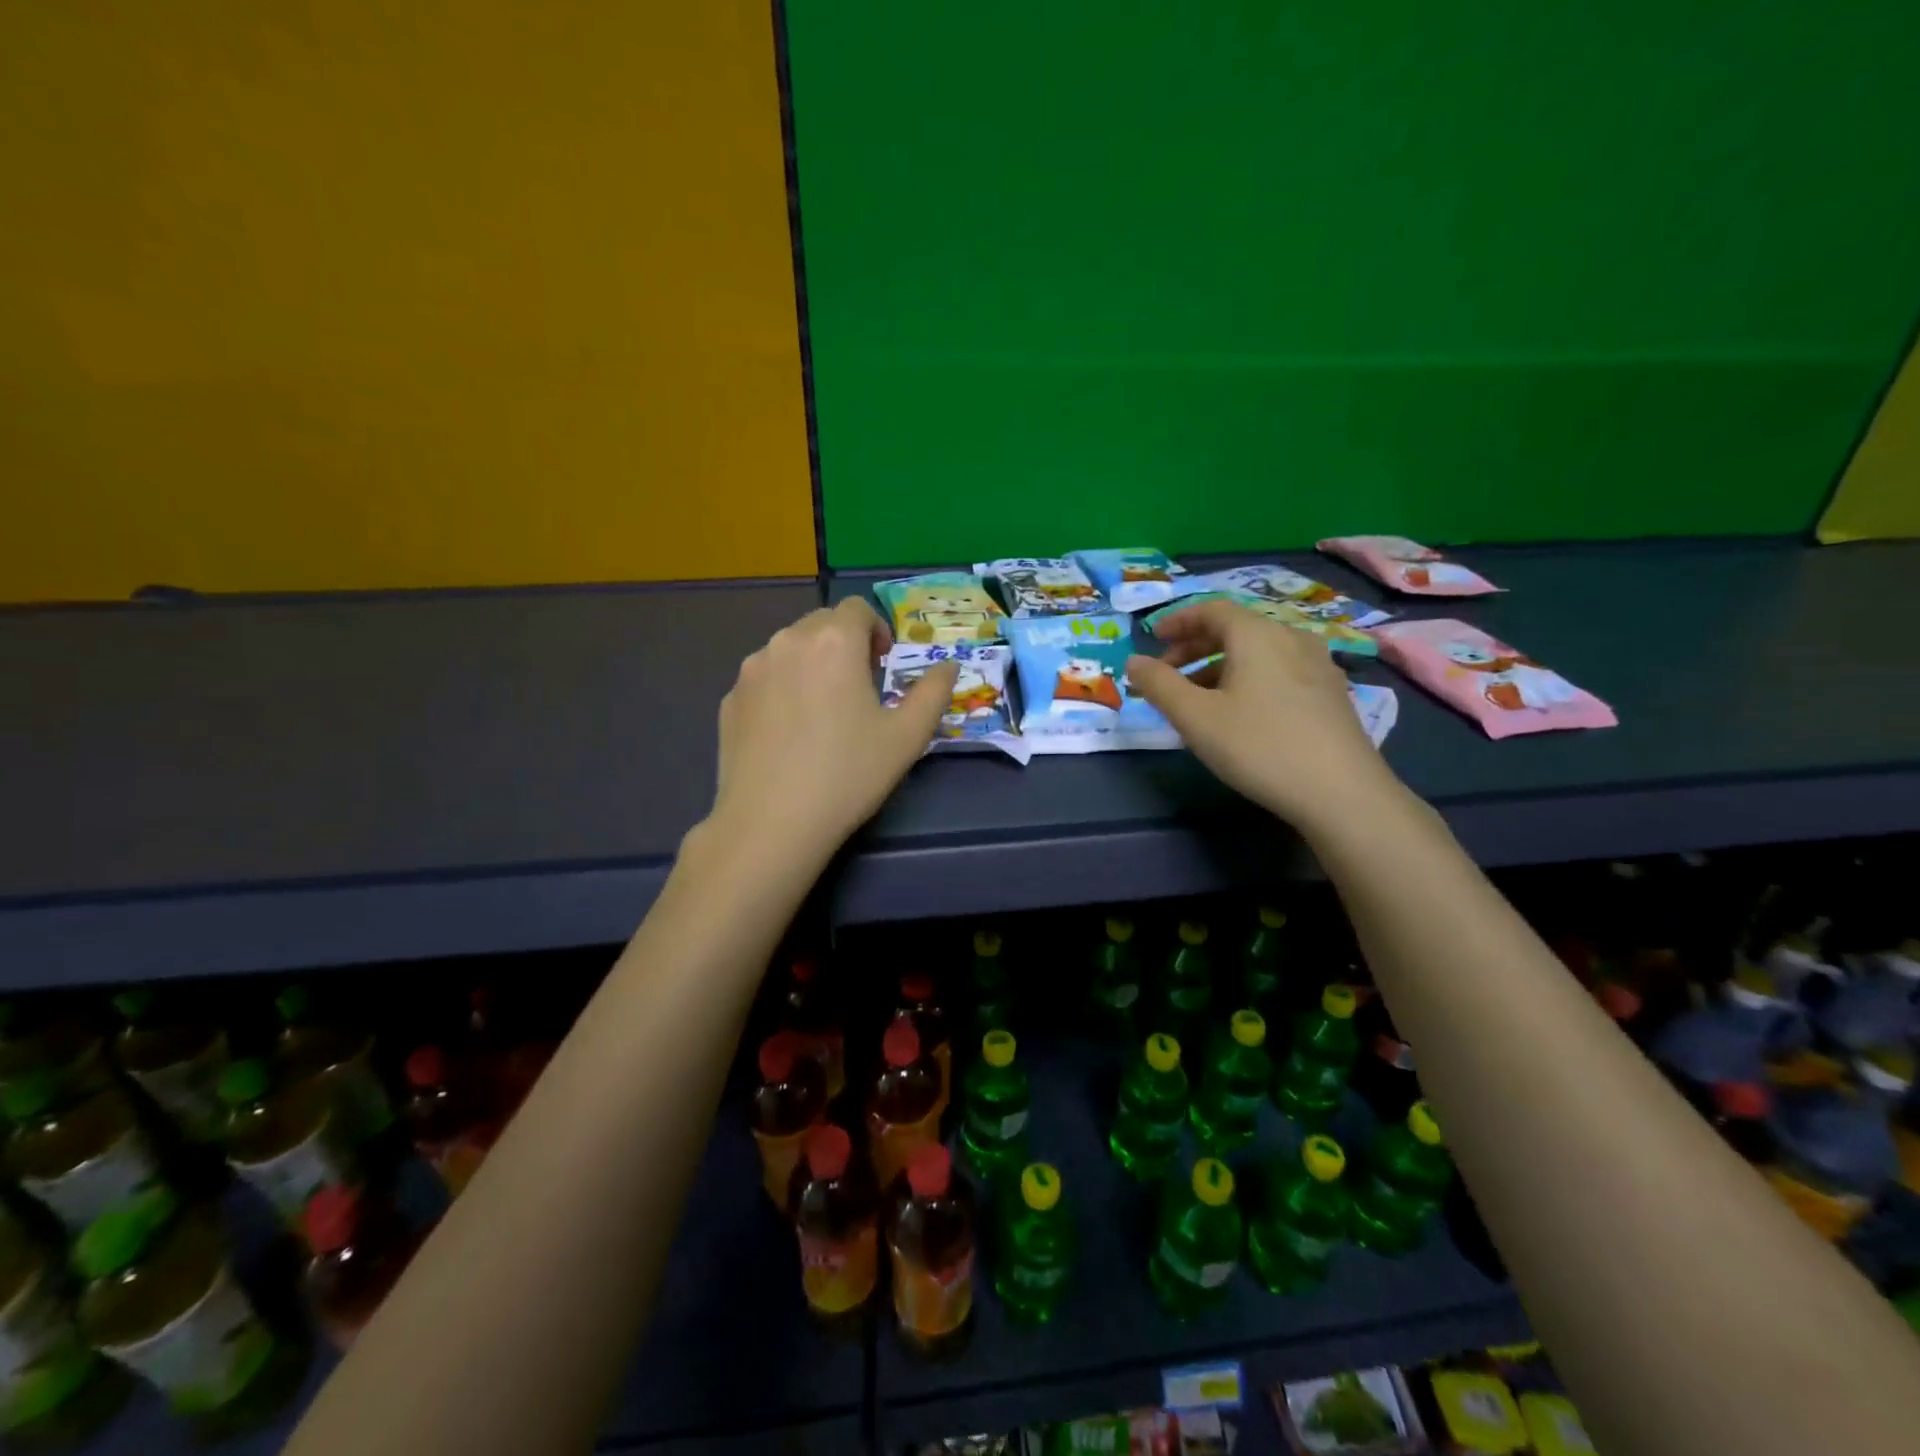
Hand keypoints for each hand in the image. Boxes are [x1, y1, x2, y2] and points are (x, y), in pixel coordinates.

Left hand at [701, 597, 959, 871]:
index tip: (883, 666)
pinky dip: (782, 689)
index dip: (876, 630)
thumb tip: (949, 665)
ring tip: (823, 711)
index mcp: (834, 642)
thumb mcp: (907, 737)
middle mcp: (787, 642)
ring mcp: (751, 670)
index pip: (857, 609)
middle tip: (859, 689)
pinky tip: (790, 734)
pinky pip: (764, 679)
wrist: (771, 823)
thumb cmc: (848, 774)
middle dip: (844, 644)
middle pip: (821, 624)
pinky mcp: (730, 699)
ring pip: (789, 649)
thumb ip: (933, 692)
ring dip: (812, 664)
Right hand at [1126, 599, 1403, 829]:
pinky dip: (1248, 679)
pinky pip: (1279, 671)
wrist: (1341, 792)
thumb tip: (1134, 662)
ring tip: (1198, 700)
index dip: (1178, 620)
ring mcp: (1318, 665)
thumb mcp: (1195, 717)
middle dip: (1196, 646)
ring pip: (1258, 652)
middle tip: (1168, 673)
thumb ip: (1159, 685)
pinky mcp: (1331, 693)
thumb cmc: (1259, 746)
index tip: (1154, 639)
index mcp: (1257, 634)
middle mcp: (1291, 637)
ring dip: (1220, 666)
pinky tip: (1241, 713)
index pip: (1212, 609)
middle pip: (1236, 629)